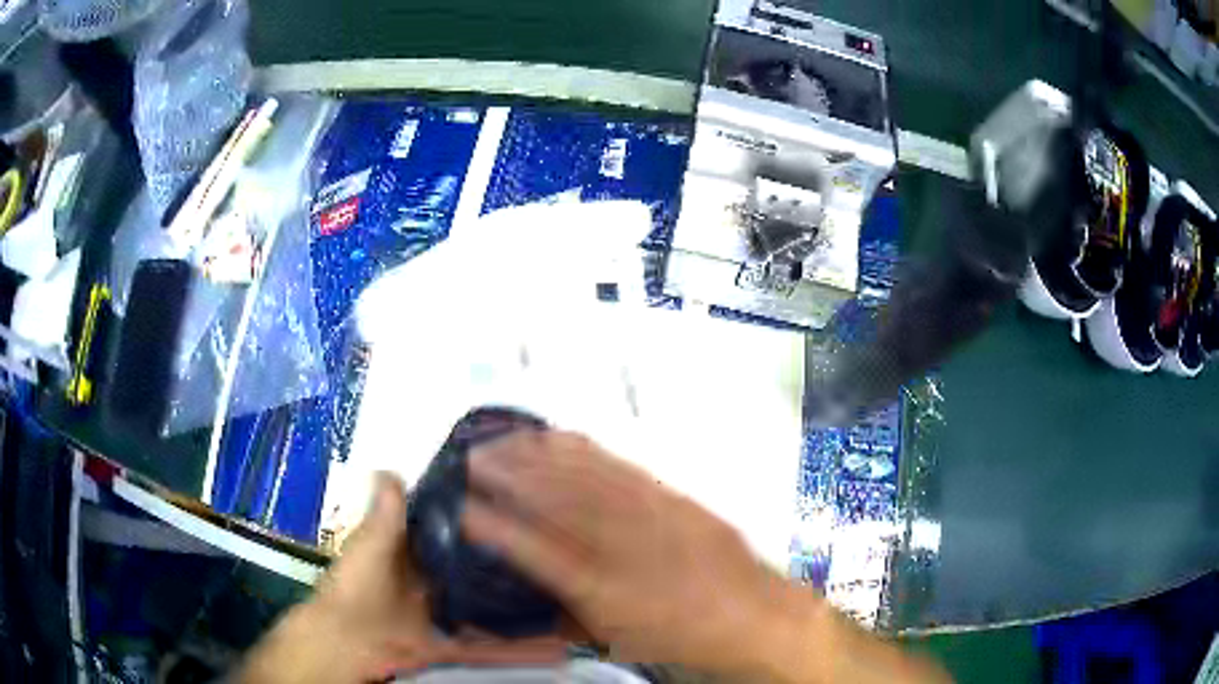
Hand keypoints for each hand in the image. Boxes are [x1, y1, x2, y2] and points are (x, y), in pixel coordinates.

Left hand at [240, 473, 564, 683]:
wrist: (344, 645)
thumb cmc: (355, 589)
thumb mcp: (369, 546)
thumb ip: (385, 514)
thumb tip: (391, 468)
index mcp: (414, 555)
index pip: (455, 534)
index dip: (485, 523)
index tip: (524, 509)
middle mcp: (435, 585)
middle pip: (480, 574)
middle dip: (515, 568)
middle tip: (564, 555)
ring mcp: (446, 618)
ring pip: (493, 613)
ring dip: (526, 612)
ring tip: (570, 602)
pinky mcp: (453, 646)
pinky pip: (490, 649)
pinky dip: (520, 651)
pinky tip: (557, 649)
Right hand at [461, 431, 792, 672]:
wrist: (750, 614)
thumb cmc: (681, 635)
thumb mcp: (618, 639)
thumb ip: (568, 616)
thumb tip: (531, 598)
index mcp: (602, 589)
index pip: (534, 552)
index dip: (493, 528)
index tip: (462, 510)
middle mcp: (620, 545)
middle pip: (553, 500)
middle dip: (507, 475)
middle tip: (472, 460)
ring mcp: (648, 514)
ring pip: (581, 475)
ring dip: (536, 455)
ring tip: (504, 441)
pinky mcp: (669, 496)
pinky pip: (617, 465)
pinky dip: (580, 449)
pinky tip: (558, 437)